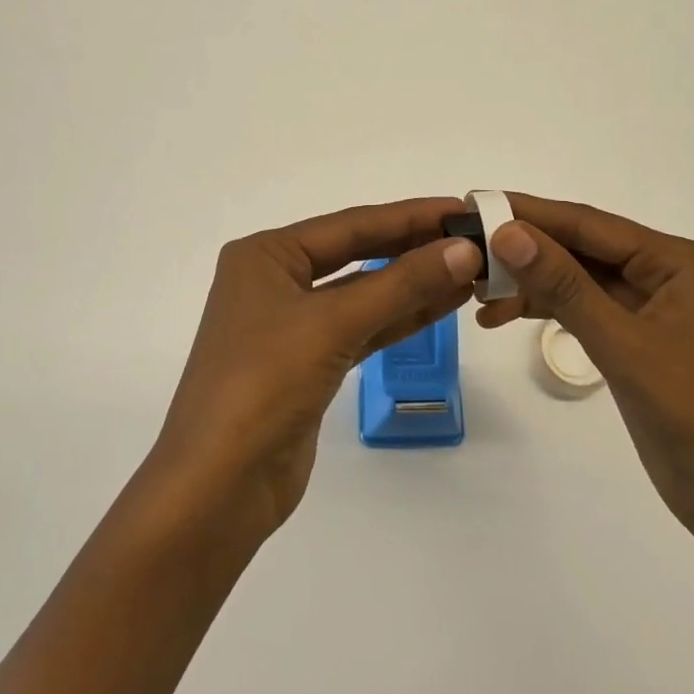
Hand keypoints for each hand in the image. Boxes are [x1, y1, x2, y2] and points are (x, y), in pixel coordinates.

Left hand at [152, 198, 482, 540]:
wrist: (219, 486)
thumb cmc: (265, 383)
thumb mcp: (333, 323)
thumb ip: (401, 283)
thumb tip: (465, 249)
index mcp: (266, 255)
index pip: (350, 224)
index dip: (409, 216)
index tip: (463, 208)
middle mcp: (276, 280)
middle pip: (356, 254)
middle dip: (413, 248)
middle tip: (474, 239)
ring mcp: (291, 324)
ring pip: (363, 294)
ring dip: (413, 284)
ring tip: (470, 271)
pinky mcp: (309, 364)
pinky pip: (362, 328)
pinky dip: (399, 318)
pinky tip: (442, 306)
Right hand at [476, 193, 693, 537]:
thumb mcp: (624, 345)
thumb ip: (564, 286)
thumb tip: (508, 233)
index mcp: (676, 261)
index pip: (589, 224)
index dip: (531, 213)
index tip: (476, 203)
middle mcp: (664, 274)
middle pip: (582, 248)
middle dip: (525, 250)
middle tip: (467, 249)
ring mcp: (650, 308)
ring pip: (577, 279)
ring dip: (530, 283)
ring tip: (476, 292)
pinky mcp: (636, 340)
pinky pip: (583, 309)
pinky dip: (546, 310)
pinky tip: (504, 315)